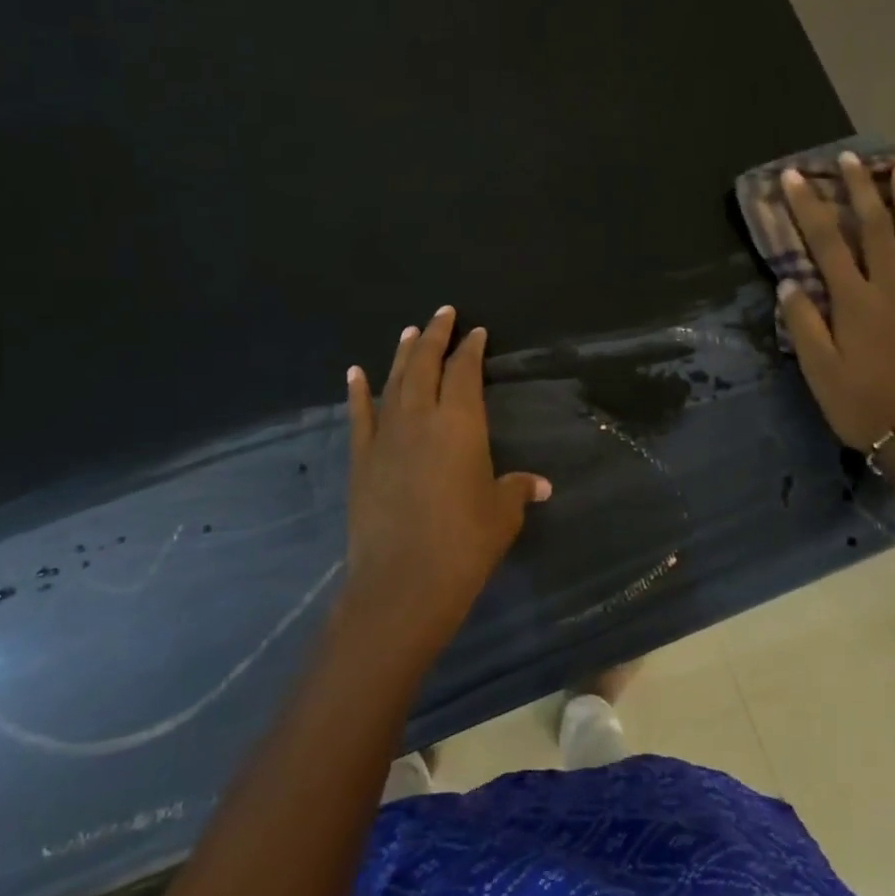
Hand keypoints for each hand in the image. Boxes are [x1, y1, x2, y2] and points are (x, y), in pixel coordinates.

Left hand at [338, 306, 550, 663]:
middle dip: (435, 336)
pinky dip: (357, 392)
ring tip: (409, 331)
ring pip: (394, 382)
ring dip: (402, 355)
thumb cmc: (464, 543)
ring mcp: (386, 436)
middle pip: (426, 365)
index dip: (470, 348)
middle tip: (442, 313)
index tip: (475, 332)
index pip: (464, 372)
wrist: (403, 582)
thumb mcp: (501, 514)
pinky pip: (359, 416)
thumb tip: (539, 485)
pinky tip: (354, 372)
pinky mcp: (361, 459)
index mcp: (460, 423)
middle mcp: (420, 418)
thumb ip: (516, 490)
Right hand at [778, 153, 894, 454]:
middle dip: (859, 190)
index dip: (809, 207)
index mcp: (854, 302)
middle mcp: (891, 289)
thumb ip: (804, 323)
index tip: (795, 177)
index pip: (827, 243)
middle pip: (875, 229)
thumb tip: (789, 281)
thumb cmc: (860, 405)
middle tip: (850, 158)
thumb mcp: (818, 370)